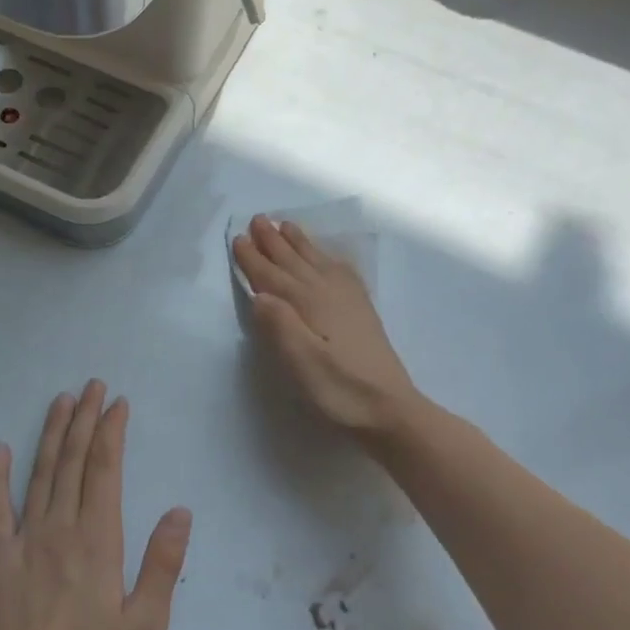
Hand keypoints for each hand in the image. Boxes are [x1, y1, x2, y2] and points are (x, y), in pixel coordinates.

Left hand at [0, 381, 192, 629]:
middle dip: (84, 420)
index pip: (104, 470)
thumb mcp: (147, 624)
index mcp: (98, 541)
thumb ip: (163, 565)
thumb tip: (179, 511)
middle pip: (72, 462)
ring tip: (60, 402)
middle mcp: (60, 529)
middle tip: (91, 386)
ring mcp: (25, 543)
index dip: (110, 432)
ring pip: (39, 475)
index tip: (117, 403)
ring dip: (50, 435)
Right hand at [232, 215, 419, 435]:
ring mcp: (349, 301)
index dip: (254, 258)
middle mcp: (328, 293)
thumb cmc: (340, 390)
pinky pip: (342, 272)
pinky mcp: (362, 312)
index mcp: (309, 304)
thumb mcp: (302, 364)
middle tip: (258, 219)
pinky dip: (330, 259)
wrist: (391, 410)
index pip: (273, 277)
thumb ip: (279, 326)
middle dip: (274, 241)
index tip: (238, 238)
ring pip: (317, 262)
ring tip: (286, 225)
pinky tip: (330, 257)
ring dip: (299, 244)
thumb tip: (258, 295)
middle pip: (295, 262)